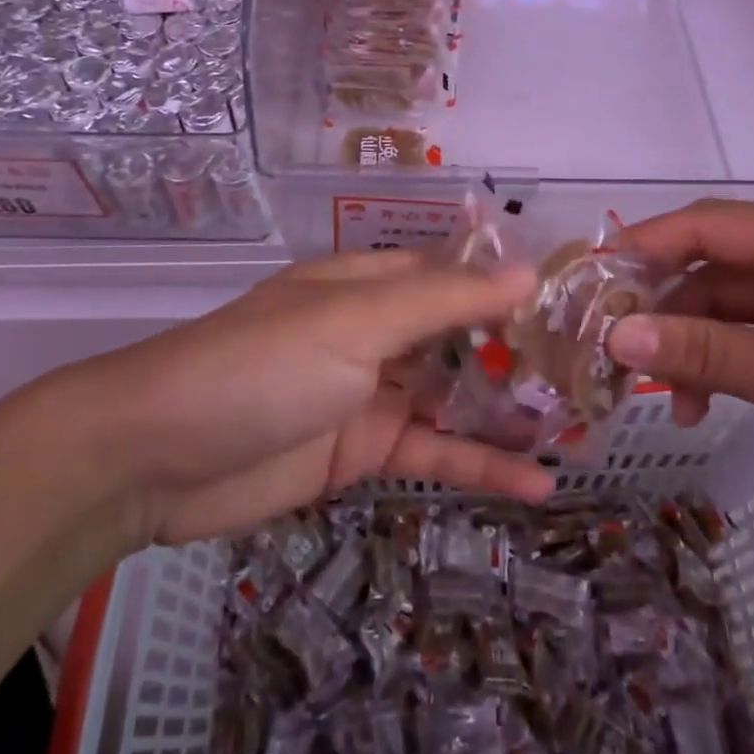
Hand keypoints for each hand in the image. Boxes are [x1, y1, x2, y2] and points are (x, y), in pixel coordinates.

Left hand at [50, 251, 552, 546]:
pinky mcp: (364, 451)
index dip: (512, 287)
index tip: (577, 304)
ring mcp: (372, 393)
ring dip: (512, 411)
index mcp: (370, 285)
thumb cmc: (261, 366)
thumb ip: (443, 301)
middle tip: (597, 375)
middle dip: (522, 353)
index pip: (456, 276)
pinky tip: (539, 483)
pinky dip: (482, 464)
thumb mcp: (355, 322)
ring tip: (585, 428)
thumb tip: (528, 270)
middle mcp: (376, 331)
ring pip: (457, 396)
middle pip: (463, 337)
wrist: (156, 457)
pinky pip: (435, 452)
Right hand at [605, 197, 753, 561]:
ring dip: (690, 347)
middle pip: (712, 268)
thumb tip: (614, 333)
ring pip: (726, 308)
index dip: (643, 248)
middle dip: (664, 311)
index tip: (586, 284)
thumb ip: (706, 352)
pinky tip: (698, 406)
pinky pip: (752, 339)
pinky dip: (721, 367)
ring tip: (662, 399)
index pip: (708, 224)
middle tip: (612, 355)